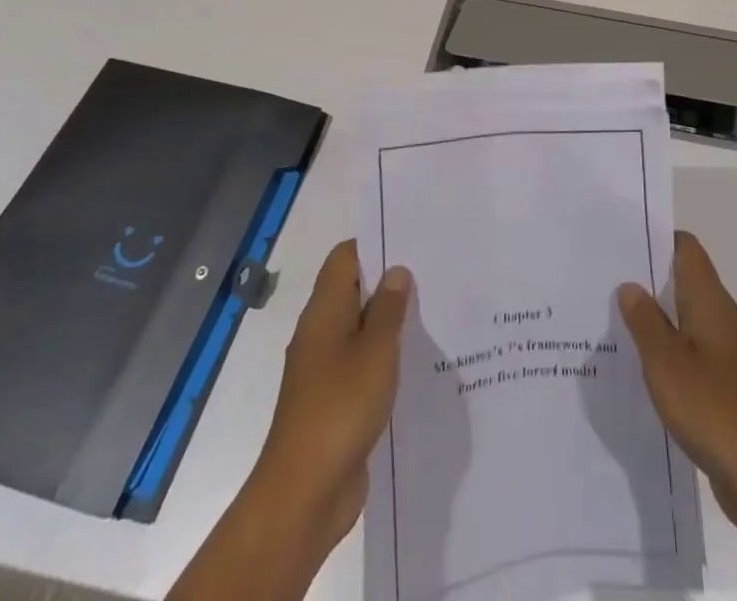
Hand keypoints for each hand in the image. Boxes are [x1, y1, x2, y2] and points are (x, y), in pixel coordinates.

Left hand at [256, 239, 411, 555]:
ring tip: (433, 314)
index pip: (345, 258)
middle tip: (433, 275)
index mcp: (324, 312)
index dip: (375, 245)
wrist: (304, 494)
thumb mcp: (376, 351)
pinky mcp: (335, 402)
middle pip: (354, 291)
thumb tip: (396, 271)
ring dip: (390, 323)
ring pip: (360, 330)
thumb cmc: (340, 408)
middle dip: (389, 283)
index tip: (411, 242)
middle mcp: (321, 334)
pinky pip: (362, 365)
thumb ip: (389, 309)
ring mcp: (325, 370)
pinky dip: (385, 358)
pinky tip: (416, 363)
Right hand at [615, 231, 736, 535]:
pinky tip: (640, 362)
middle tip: (605, 276)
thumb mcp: (665, 362)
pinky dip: (667, 346)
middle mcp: (720, 316)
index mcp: (709, 300)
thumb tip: (630, 284)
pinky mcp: (724, 382)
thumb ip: (645, 320)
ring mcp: (725, 350)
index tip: (622, 238)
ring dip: (655, 313)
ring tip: (613, 315)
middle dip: (649, 274)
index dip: (657, 237)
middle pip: (684, 278)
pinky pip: (690, 347)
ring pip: (685, 315)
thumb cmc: (712, 407)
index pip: (686, 248)